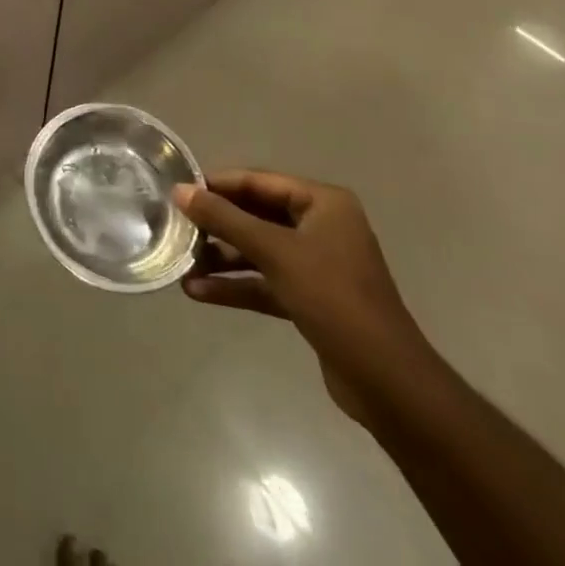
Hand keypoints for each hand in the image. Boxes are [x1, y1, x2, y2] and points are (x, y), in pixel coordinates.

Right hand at [173, 170, 432, 425]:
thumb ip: (224, 219)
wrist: (388, 384)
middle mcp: (320, 226)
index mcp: (322, 203)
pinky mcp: (310, 298)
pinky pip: (265, 281)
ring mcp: (316, 264)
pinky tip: (199, 291)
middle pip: (256, 215)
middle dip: (216, 226)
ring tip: (181, 264)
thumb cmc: (334, 298)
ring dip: (221, 258)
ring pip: (258, 250)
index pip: (258, 182)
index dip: (217, 185)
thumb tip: (179, 191)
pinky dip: (236, 285)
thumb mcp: (275, 252)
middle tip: (176, 228)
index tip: (178, 192)